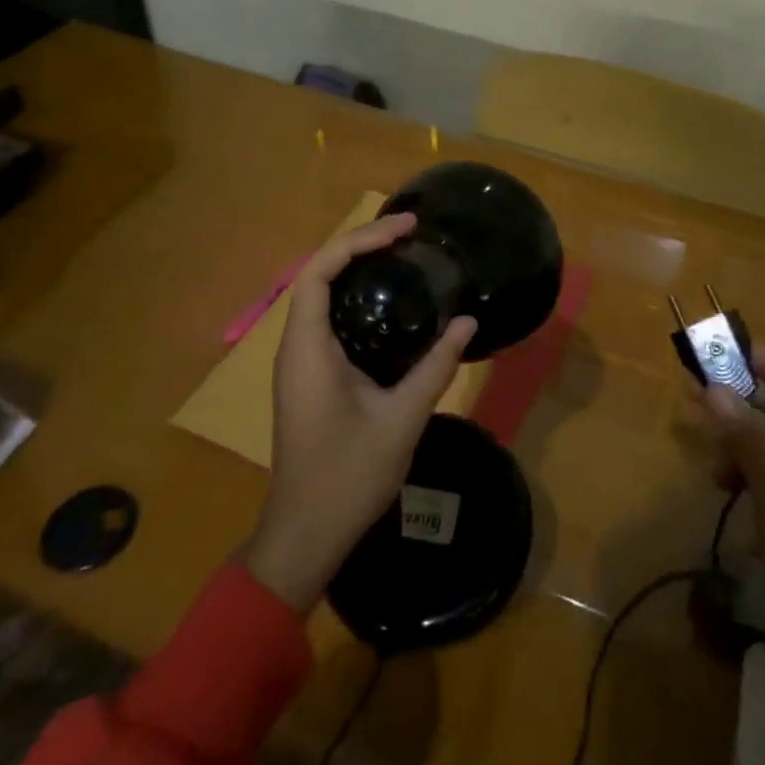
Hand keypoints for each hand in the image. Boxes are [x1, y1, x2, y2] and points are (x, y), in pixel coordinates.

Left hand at [245, 212, 476, 612]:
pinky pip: (329, 319)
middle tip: (411, 232)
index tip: (404, 228)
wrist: (305, 536)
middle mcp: (296, 347)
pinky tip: (390, 304)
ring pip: (322, 295)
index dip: (359, 240)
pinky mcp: (310, 377)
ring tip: (404, 254)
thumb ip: (435, 367)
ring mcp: (300, 363)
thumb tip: (468, 321)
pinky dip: (356, 298)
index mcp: (307, 350)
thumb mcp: (401, 420)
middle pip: (320, 274)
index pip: (321, 271)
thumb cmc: (348, 477)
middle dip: (362, 245)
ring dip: (358, 268)